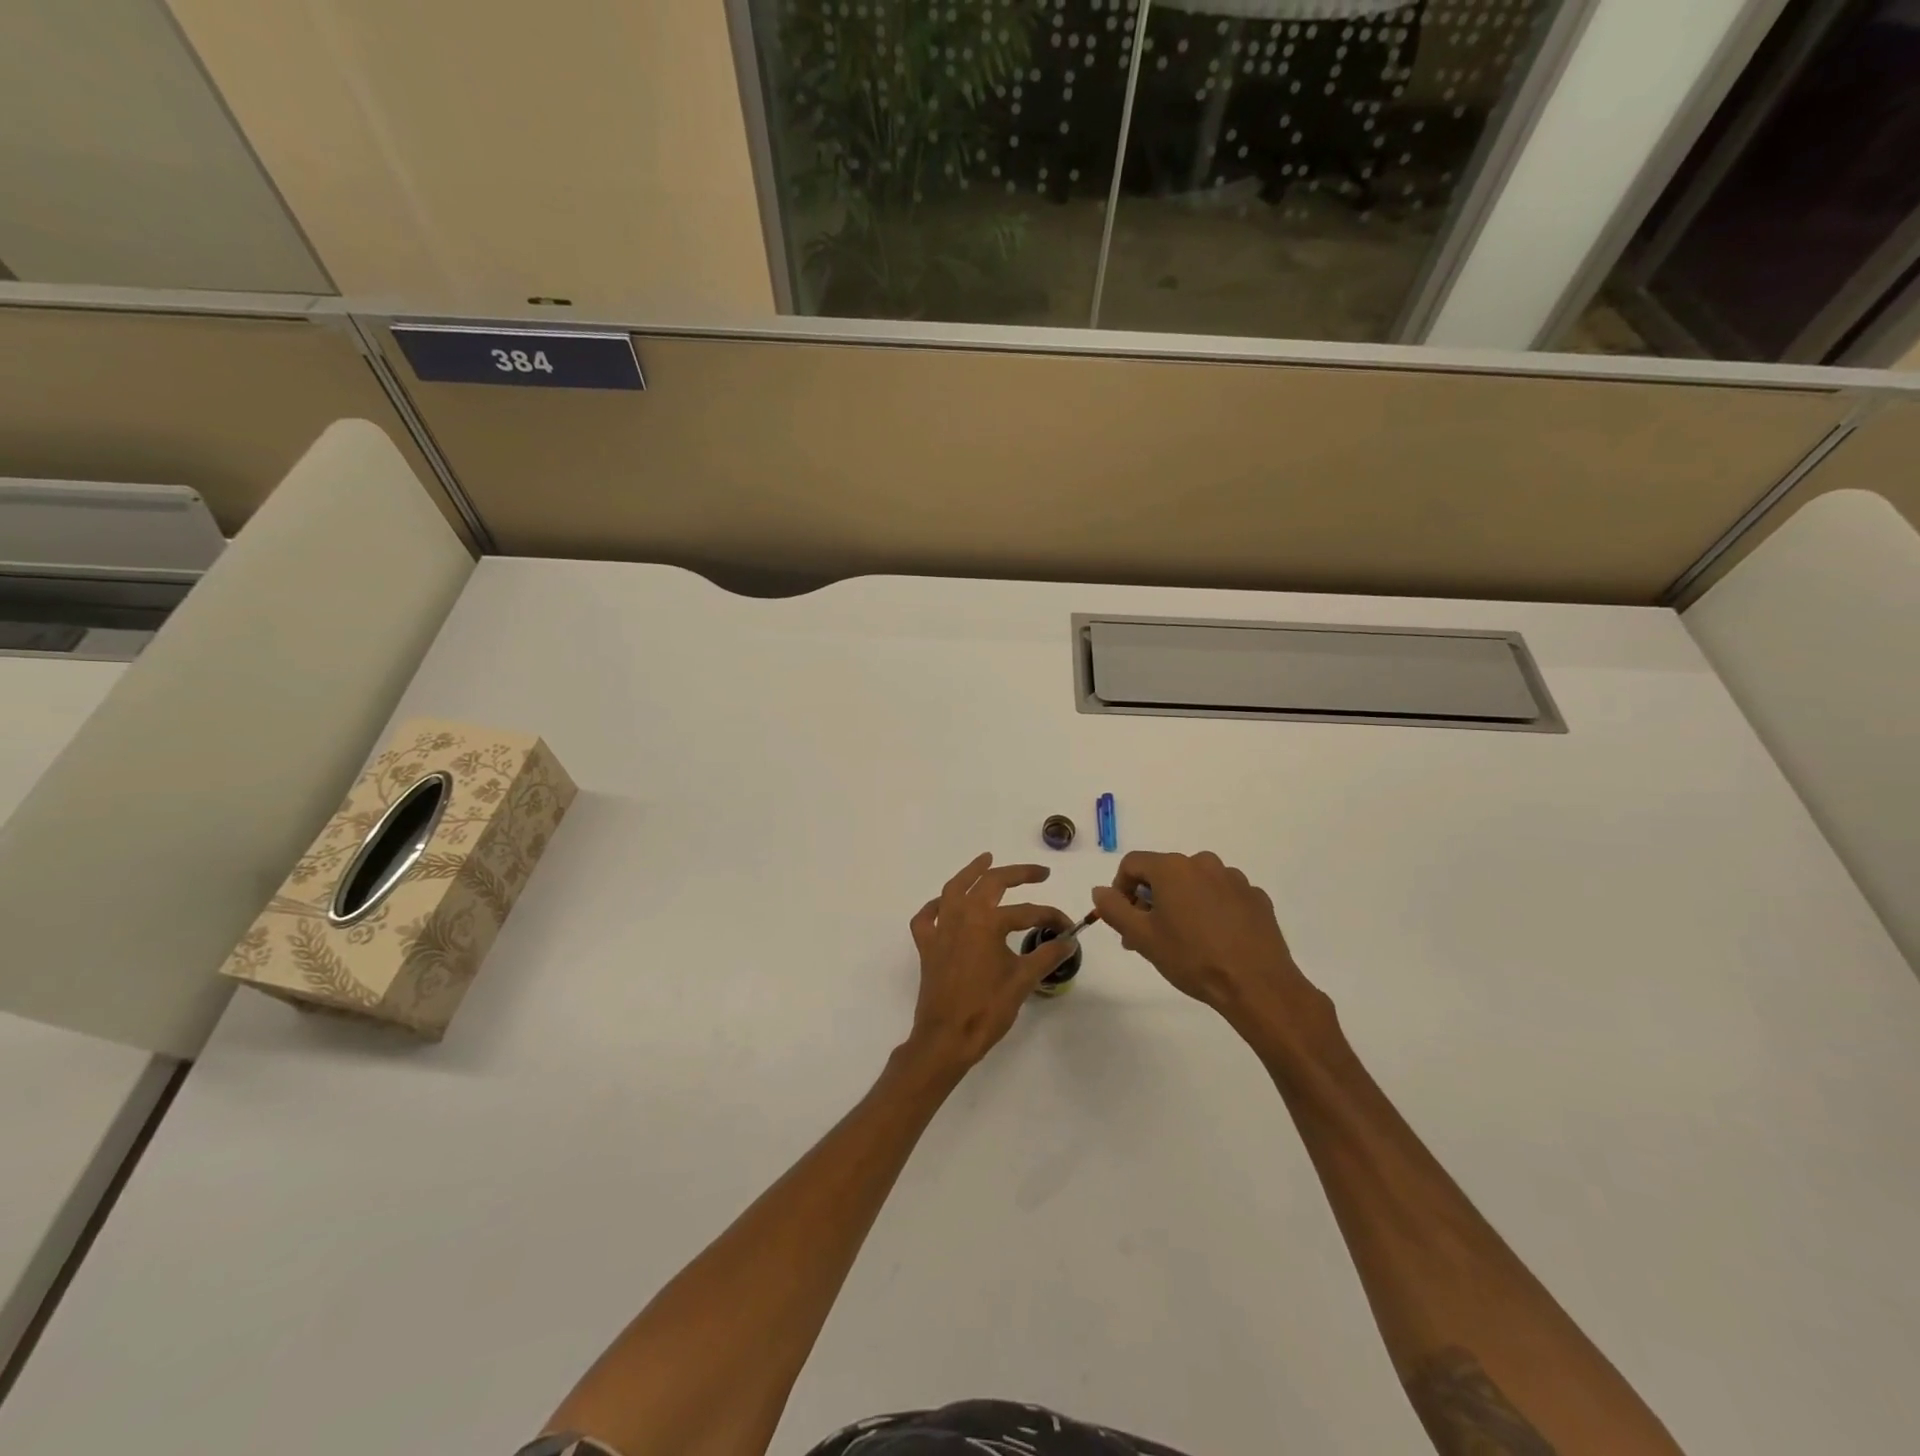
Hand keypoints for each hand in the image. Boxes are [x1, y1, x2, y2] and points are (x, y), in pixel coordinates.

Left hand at [905, 853, 1076, 1073]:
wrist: (947, 1038)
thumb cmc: (987, 1009)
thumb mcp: (1023, 980)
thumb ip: (1047, 955)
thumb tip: (1070, 941)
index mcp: (987, 921)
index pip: (1027, 912)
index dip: (1052, 919)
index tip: (1069, 929)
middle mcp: (961, 915)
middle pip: (990, 883)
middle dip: (1017, 874)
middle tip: (1039, 873)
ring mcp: (940, 929)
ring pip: (954, 889)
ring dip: (971, 872)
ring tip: (986, 860)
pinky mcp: (927, 946)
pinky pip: (927, 917)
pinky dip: (937, 906)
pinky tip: (946, 904)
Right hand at [1091, 851, 1324, 1023]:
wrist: (1257, 985)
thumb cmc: (1192, 958)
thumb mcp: (1142, 937)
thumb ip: (1114, 909)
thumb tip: (1100, 890)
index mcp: (1173, 867)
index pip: (1133, 863)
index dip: (1120, 888)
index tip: (1124, 919)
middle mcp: (1204, 863)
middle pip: (1165, 873)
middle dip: (1151, 900)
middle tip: (1148, 936)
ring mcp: (1234, 879)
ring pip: (1195, 884)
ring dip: (1182, 904)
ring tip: (1184, 941)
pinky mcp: (1256, 898)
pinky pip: (1223, 896)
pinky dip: (1212, 910)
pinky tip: (1215, 941)